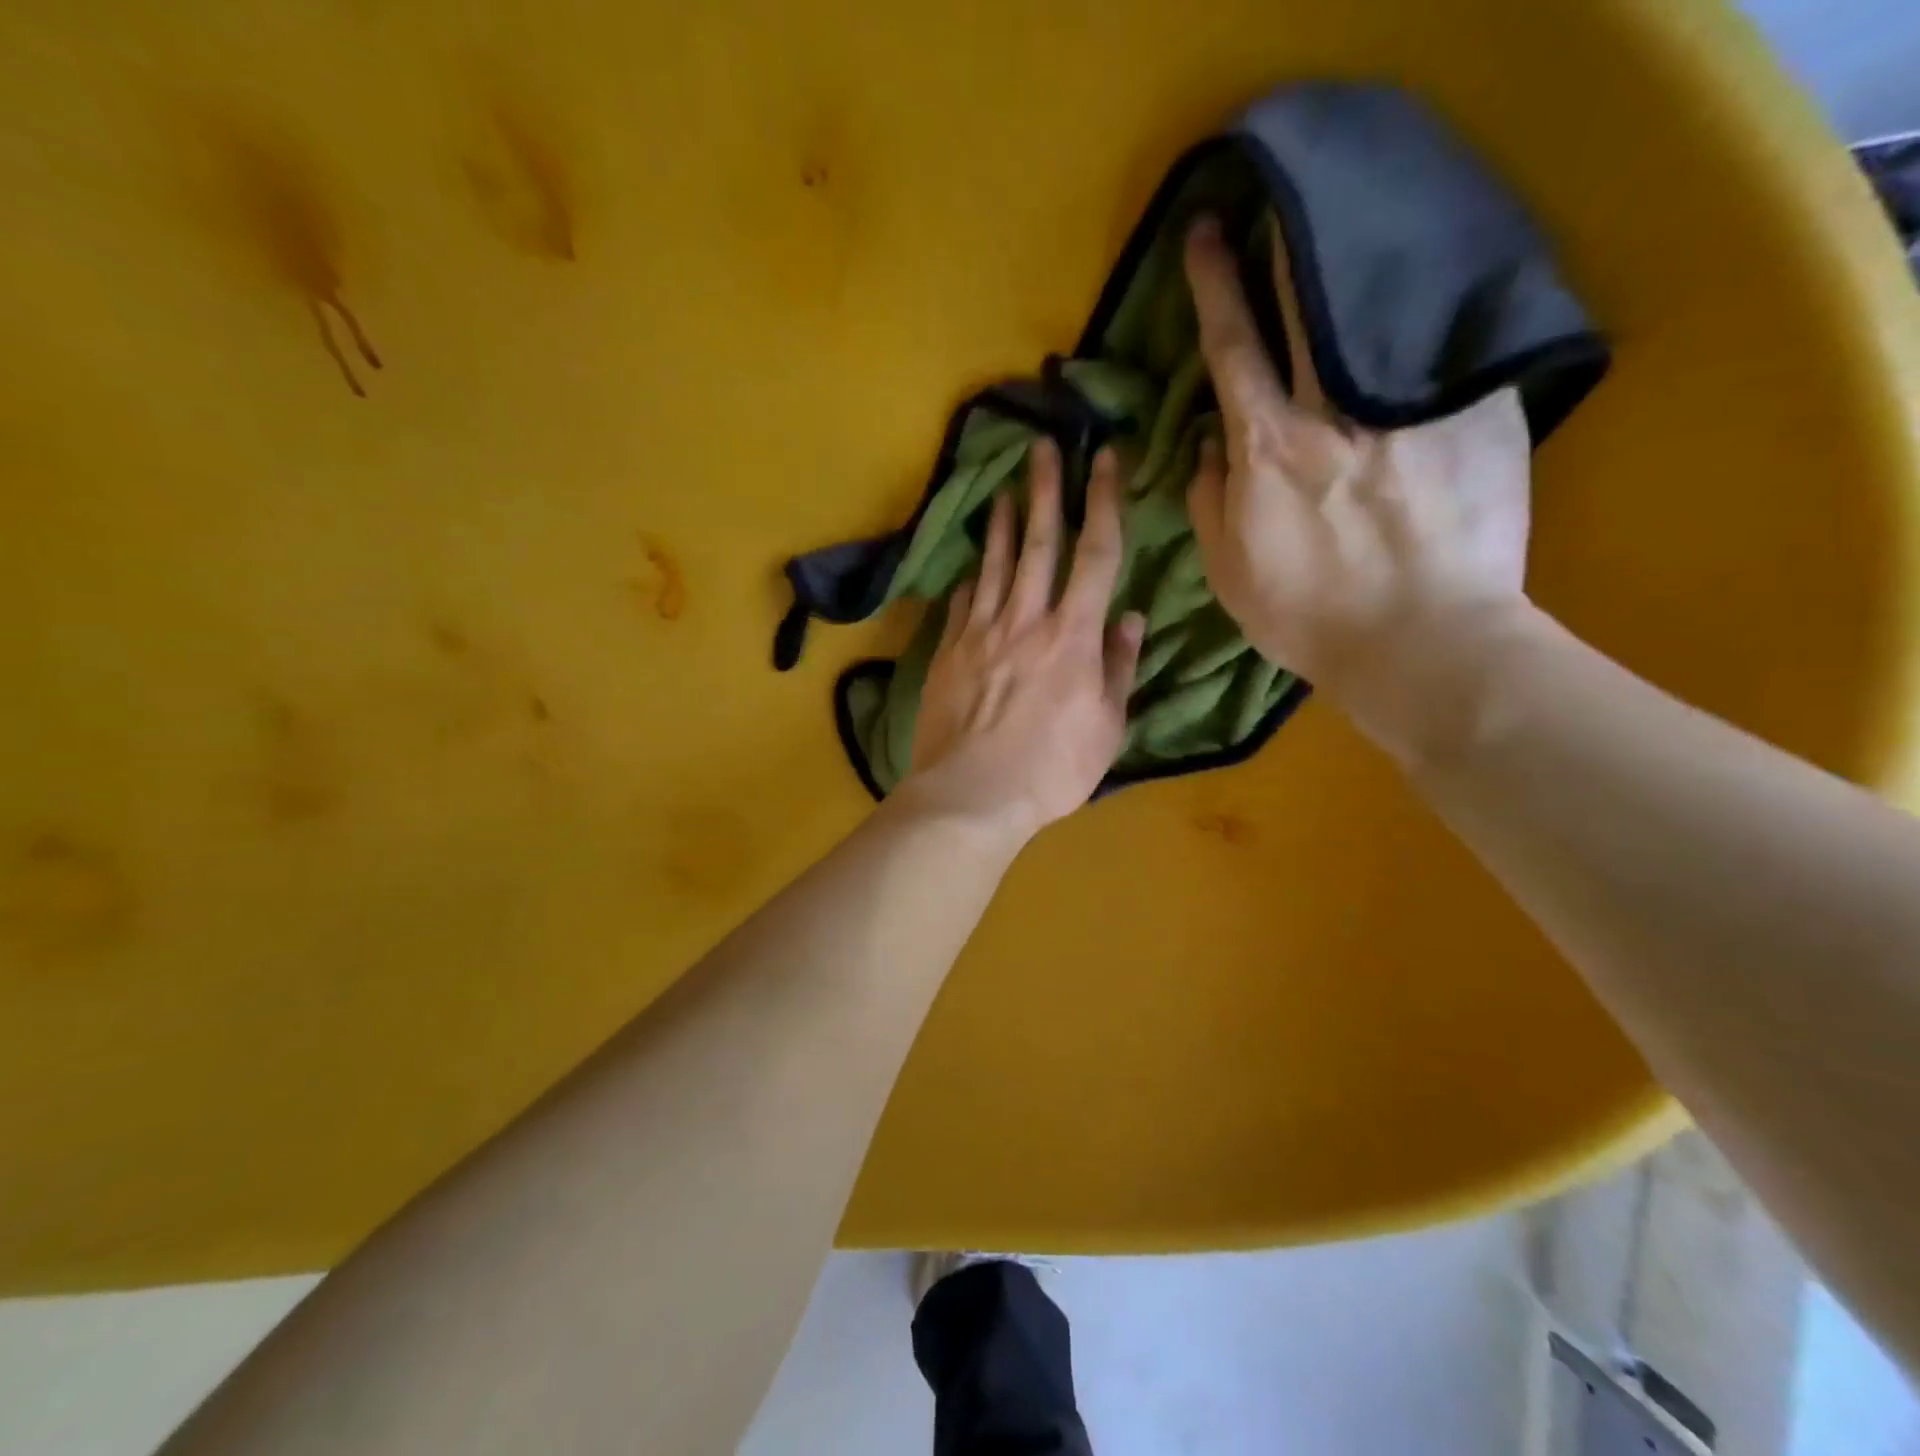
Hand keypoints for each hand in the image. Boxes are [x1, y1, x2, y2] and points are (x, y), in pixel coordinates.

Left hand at [900, 439, 1145, 842]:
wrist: (971, 794)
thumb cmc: (1051, 770)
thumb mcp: (1105, 726)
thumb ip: (1118, 668)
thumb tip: (1129, 618)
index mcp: (1073, 635)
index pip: (1095, 552)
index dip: (1102, 500)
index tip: (1104, 460)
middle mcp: (1026, 619)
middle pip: (1037, 542)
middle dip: (1044, 489)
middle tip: (1042, 445)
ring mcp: (981, 633)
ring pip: (992, 564)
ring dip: (999, 523)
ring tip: (1002, 489)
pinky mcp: (949, 652)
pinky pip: (961, 603)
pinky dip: (969, 579)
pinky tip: (969, 568)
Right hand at [1182, 215, 1533, 756]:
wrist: (1420, 641)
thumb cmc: (1308, 616)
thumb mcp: (1229, 570)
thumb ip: (1210, 499)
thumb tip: (1207, 442)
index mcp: (1268, 446)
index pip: (1233, 346)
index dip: (1216, 284)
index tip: (1206, 233)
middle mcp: (1335, 410)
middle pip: (1308, 306)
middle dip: (1287, 246)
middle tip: (1281, 202)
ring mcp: (1408, 407)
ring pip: (1377, 313)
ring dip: (1355, 267)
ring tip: (1347, 237)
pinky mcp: (1474, 416)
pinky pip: (1445, 352)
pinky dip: (1428, 319)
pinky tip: (1423, 302)